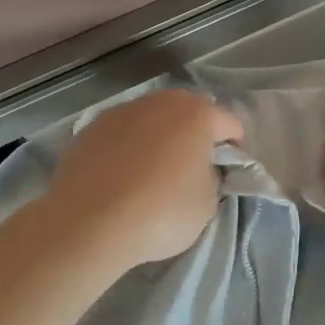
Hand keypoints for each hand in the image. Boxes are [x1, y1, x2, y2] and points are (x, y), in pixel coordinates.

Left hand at [47, 90, 243, 270]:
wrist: (88, 222)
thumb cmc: (161, 211)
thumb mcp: (207, 204)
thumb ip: (212, 177)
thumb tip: (199, 169)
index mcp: (197, 114)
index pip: (230, 125)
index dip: (235, 150)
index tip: (228, 175)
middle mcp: (161, 102)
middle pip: (189, 113)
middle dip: (195, 135)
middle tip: (193, 170)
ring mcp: (122, 111)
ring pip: (152, 119)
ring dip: (159, 138)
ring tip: (153, 173)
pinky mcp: (91, 127)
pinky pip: (122, 134)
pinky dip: (128, 148)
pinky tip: (122, 177)